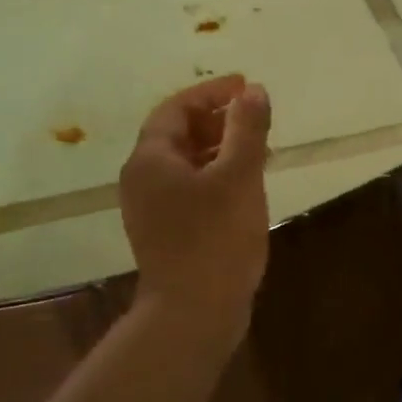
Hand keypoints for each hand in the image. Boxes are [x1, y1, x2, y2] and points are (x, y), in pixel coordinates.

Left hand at [120, 75, 271, 334]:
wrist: (193, 315)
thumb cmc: (215, 238)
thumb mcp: (238, 176)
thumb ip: (246, 128)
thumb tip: (253, 90)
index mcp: (150, 159)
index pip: (176, 108)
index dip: (211, 92)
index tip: (245, 86)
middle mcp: (142, 180)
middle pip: (177, 134)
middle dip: (217, 120)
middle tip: (255, 118)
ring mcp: (151, 209)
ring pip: (186, 163)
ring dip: (219, 149)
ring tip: (259, 150)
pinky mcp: (166, 232)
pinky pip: (190, 189)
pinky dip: (216, 177)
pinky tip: (245, 187)